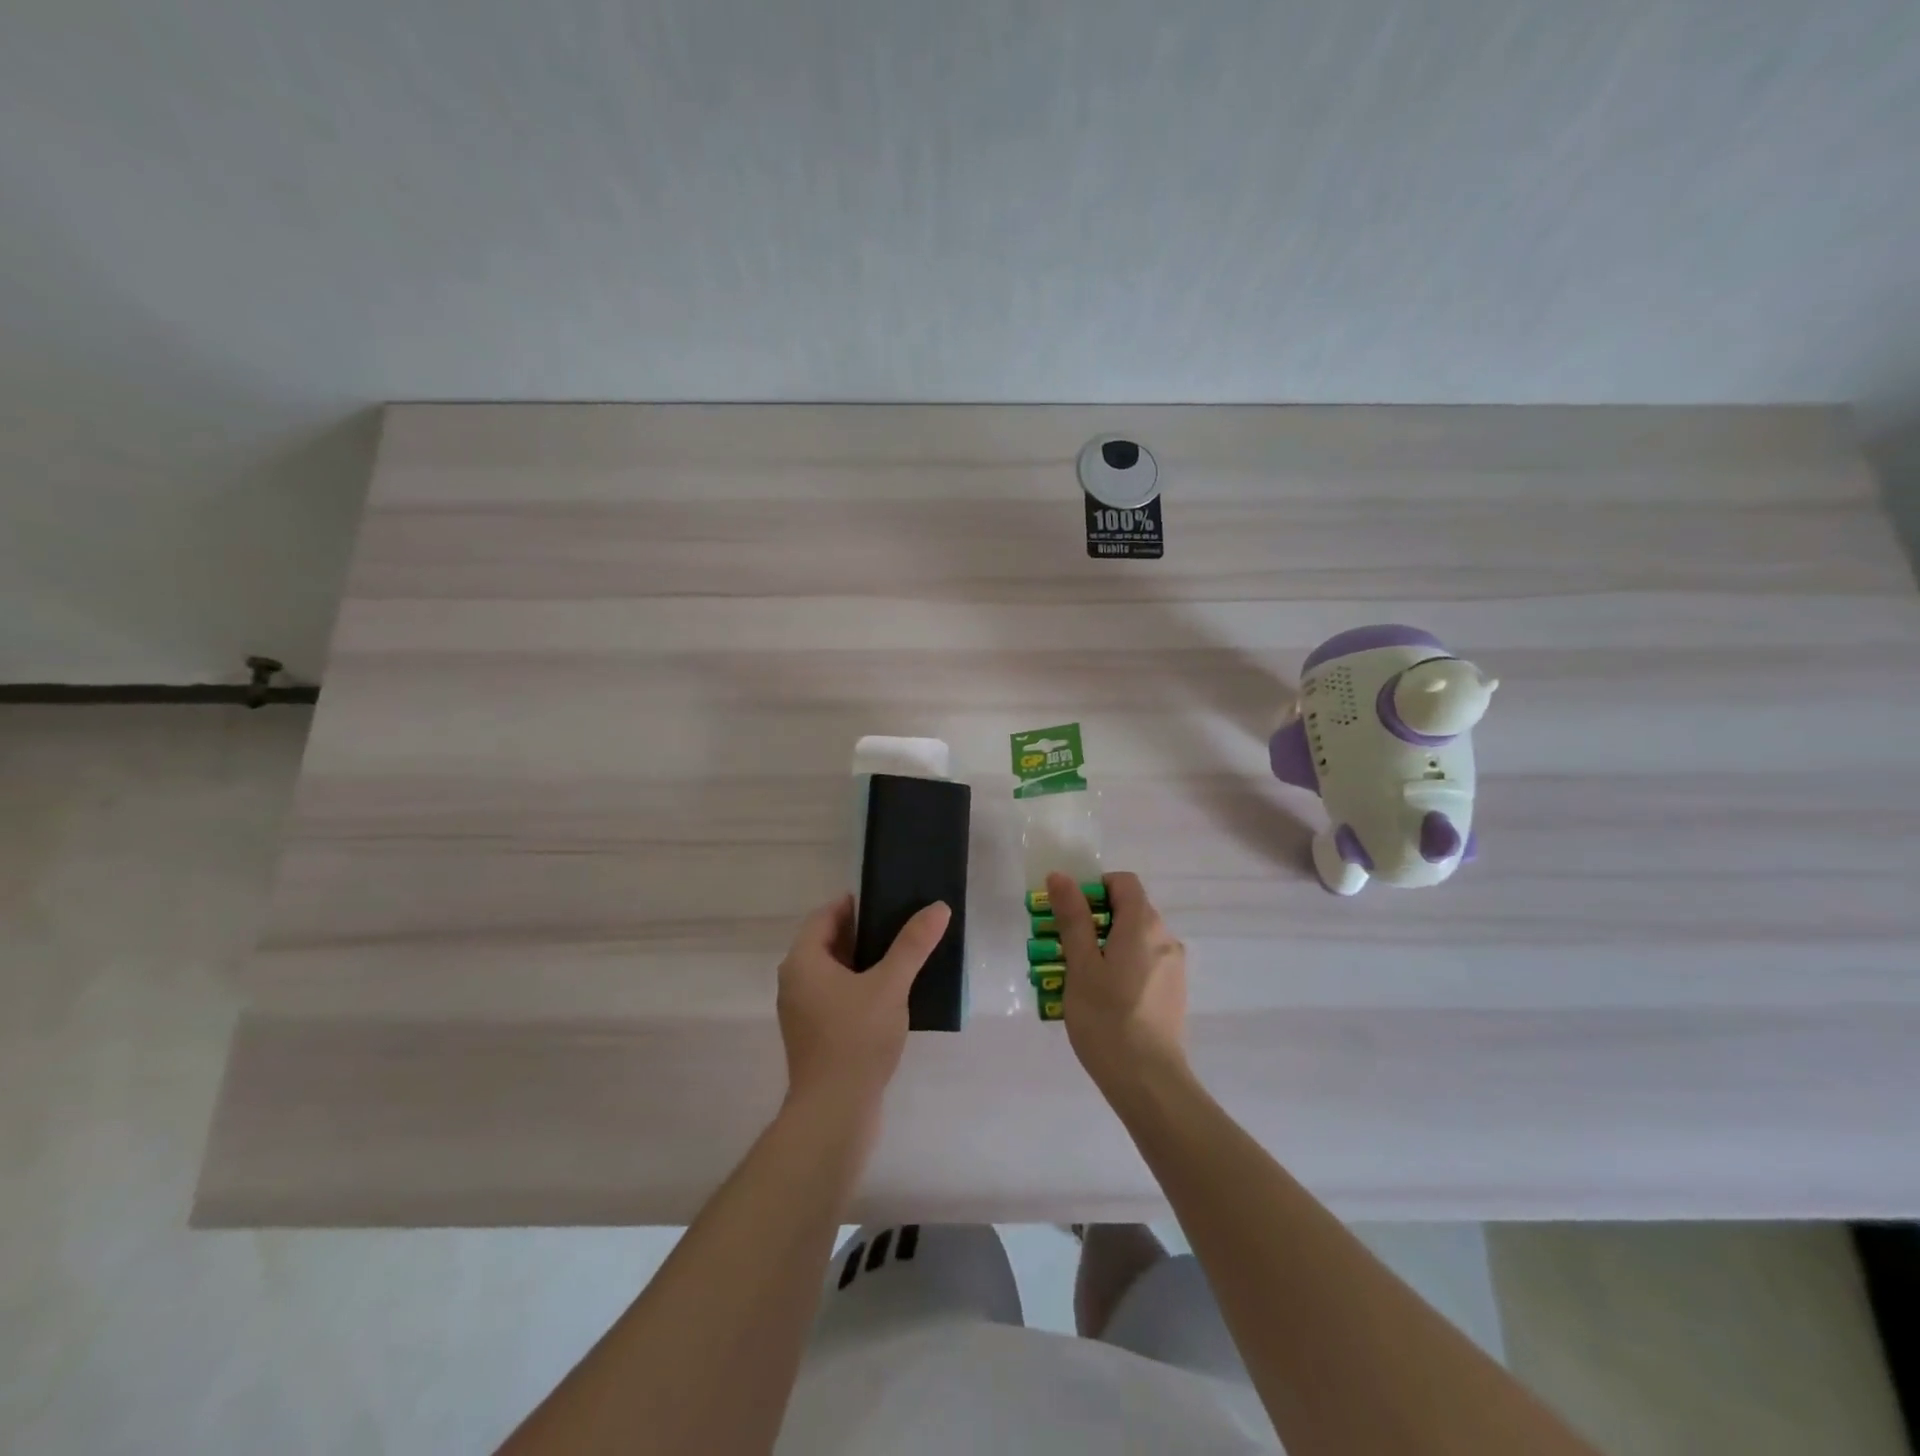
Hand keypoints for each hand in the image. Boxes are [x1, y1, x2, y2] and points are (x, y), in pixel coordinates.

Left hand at [776, 894, 951, 1121]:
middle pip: (829, 942)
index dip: (856, 904)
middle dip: (865, 932)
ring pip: (835, 971)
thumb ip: (913, 944)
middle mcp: (795, 981)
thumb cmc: (856, 1039)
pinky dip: (860, 987)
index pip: (826, 915)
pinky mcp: (815, 1035)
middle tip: (903, 925)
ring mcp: (803, 1011)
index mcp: (803, 961)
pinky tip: (892, 995)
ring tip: (904, 956)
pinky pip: (837, 996)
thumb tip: (938, 907)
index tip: (889, 900)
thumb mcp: (890, 985)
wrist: (834, 1113)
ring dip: (865, 961)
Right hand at [1046, 871, 1188, 1097]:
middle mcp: (1165, 938)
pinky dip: (1121, 967)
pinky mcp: (1173, 992)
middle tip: (1062, 948)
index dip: (1094, 888)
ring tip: (1077, 978)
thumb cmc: (1107, 1017)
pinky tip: (1101, 1000)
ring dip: (1105, 946)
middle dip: (1093, 920)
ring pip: (1134, 940)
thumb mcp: (1080, 964)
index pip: (1123, 882)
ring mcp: (1173, 967)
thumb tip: (1061, 876)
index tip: (1069, 913)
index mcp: (1144, 924)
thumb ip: (1073, 917)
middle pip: (1128, 910)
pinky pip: (1143, 964)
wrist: (1149, 1082)